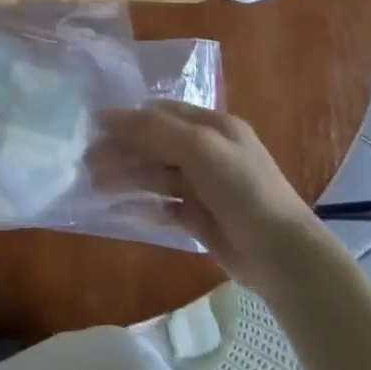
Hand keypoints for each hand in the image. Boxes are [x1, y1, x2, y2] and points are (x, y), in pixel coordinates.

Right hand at [105, 101, 315, 280]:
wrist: (283, 255)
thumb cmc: (242, 189)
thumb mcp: (198, 147)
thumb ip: (153, 129)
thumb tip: (106, 114)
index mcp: (212, 126)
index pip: (162, 114)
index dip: (128, 120)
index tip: (95, 129)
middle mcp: (208, 152)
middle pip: (155, 145)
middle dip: (122, 152)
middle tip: (87, 164)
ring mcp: (205, 186)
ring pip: (156, 175)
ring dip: (127, 178)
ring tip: (95, 186)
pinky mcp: (202, 218)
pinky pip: (165, 206)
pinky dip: (144, 205)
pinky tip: (123, 210)